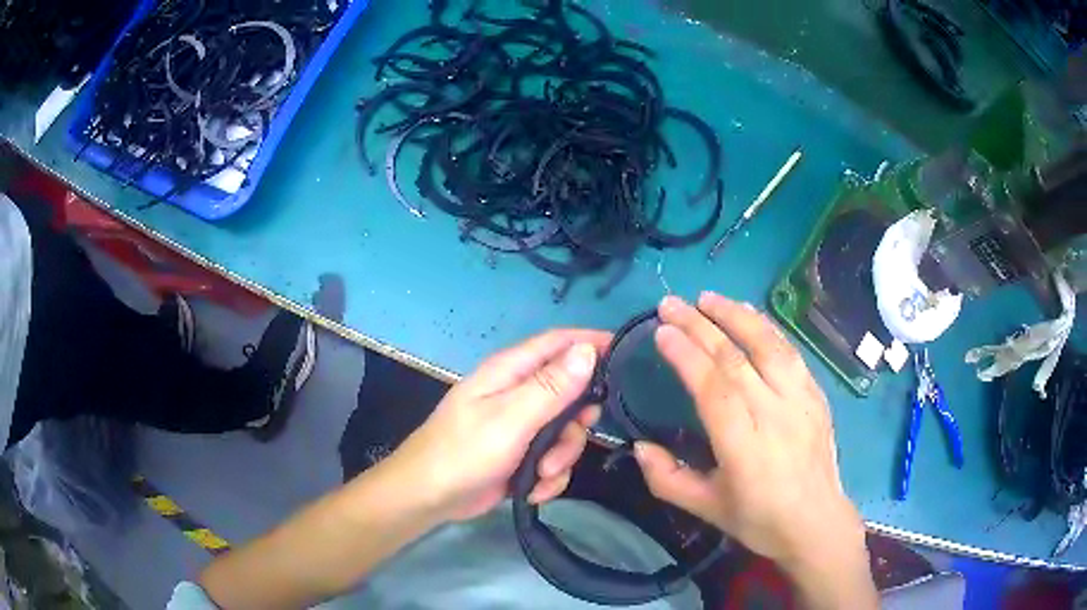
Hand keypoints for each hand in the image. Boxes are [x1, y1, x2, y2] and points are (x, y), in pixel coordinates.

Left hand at [388, 329, 608, 522]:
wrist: (429, 498)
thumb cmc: (464, 452)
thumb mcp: (510, 419)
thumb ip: (551, 387)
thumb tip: (588, 349)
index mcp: (510, 372)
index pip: (559, 343)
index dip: (592, 343)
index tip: (627, 356)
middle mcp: (517, 393)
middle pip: (570, 394)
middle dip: (576, 423)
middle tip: (572, 437)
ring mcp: (520, 426)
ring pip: (565, 432)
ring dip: (561, 457)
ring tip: (541, 474)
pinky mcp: (521, 455)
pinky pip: (553, 459)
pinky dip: (549, 477)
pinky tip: (533, 490)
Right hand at [634, 293, 867, 578]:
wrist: (815, 522)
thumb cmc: (759, 518)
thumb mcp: (705, 509)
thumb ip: (667, 479)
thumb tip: (639, 445)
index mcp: (744, 448)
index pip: (713, 389)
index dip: (686, 355)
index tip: (661, 331)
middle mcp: (775, 415)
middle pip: (736, 359)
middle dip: (700, 326)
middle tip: (671, 304)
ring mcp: (801, 401)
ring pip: (768, 346)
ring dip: (736, 316)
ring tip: (707, 297)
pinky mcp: (816, 395)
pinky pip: (790, 352)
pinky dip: (766, 328)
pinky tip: (749, 316)